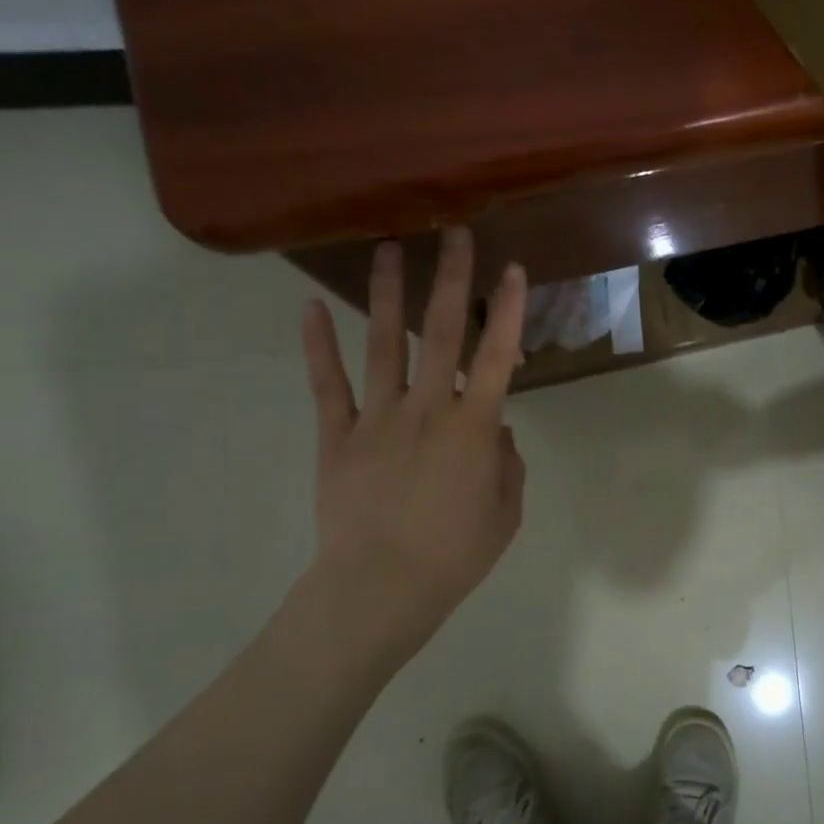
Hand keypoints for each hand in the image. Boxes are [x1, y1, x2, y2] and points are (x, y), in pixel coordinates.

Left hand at [298, 229, 527, 667]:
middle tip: (454, 233)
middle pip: (440, 334)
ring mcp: (376, 419)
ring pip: (384, 346)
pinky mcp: (337, 437)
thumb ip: (506, 466)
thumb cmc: (454, 557)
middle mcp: (427, 409)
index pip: (497, 358)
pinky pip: (327, 385)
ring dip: (388, 295)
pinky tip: (311, 308)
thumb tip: (496, 432)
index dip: (507, 312)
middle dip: (451, 280)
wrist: (379, 589)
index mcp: (473, 429)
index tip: (512, 270)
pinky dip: (318, 346)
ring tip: (389, 249)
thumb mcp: (504, 514)